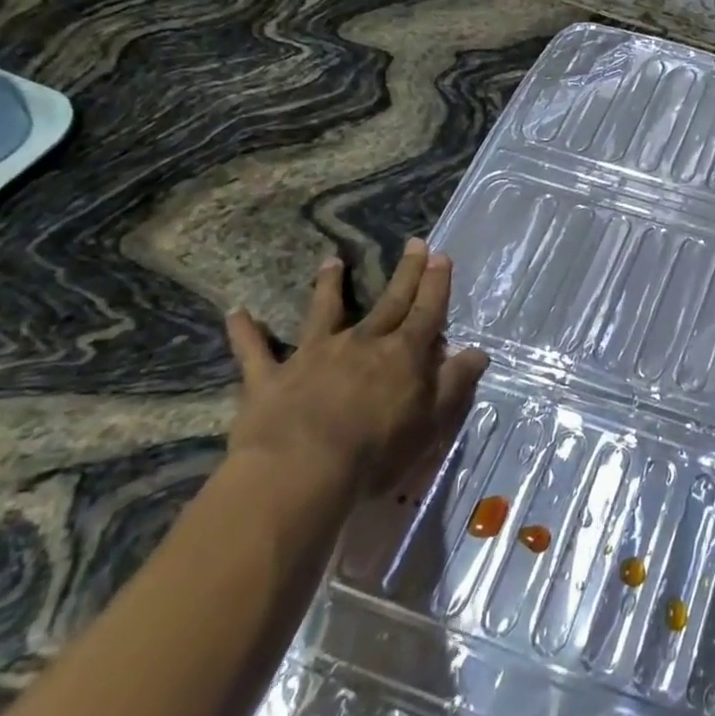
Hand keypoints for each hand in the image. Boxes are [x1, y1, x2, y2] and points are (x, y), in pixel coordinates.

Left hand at [224, 239, 487, 494]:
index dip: (436, 284)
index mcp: (403, 354)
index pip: (426, 311)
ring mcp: (314, 356)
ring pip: (324, 312)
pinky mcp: (271, 379)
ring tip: (332, 261)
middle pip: (389, 302)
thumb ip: (455, 383)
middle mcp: (362, 343)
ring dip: (329, 286)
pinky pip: (254, 352)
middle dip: (405, 273)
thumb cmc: (377, 451)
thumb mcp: (432, 422)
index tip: (441, 256)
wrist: (301, 472)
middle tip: (415, 244)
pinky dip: (245, 332)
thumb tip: (478, 352)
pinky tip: (236, 313)